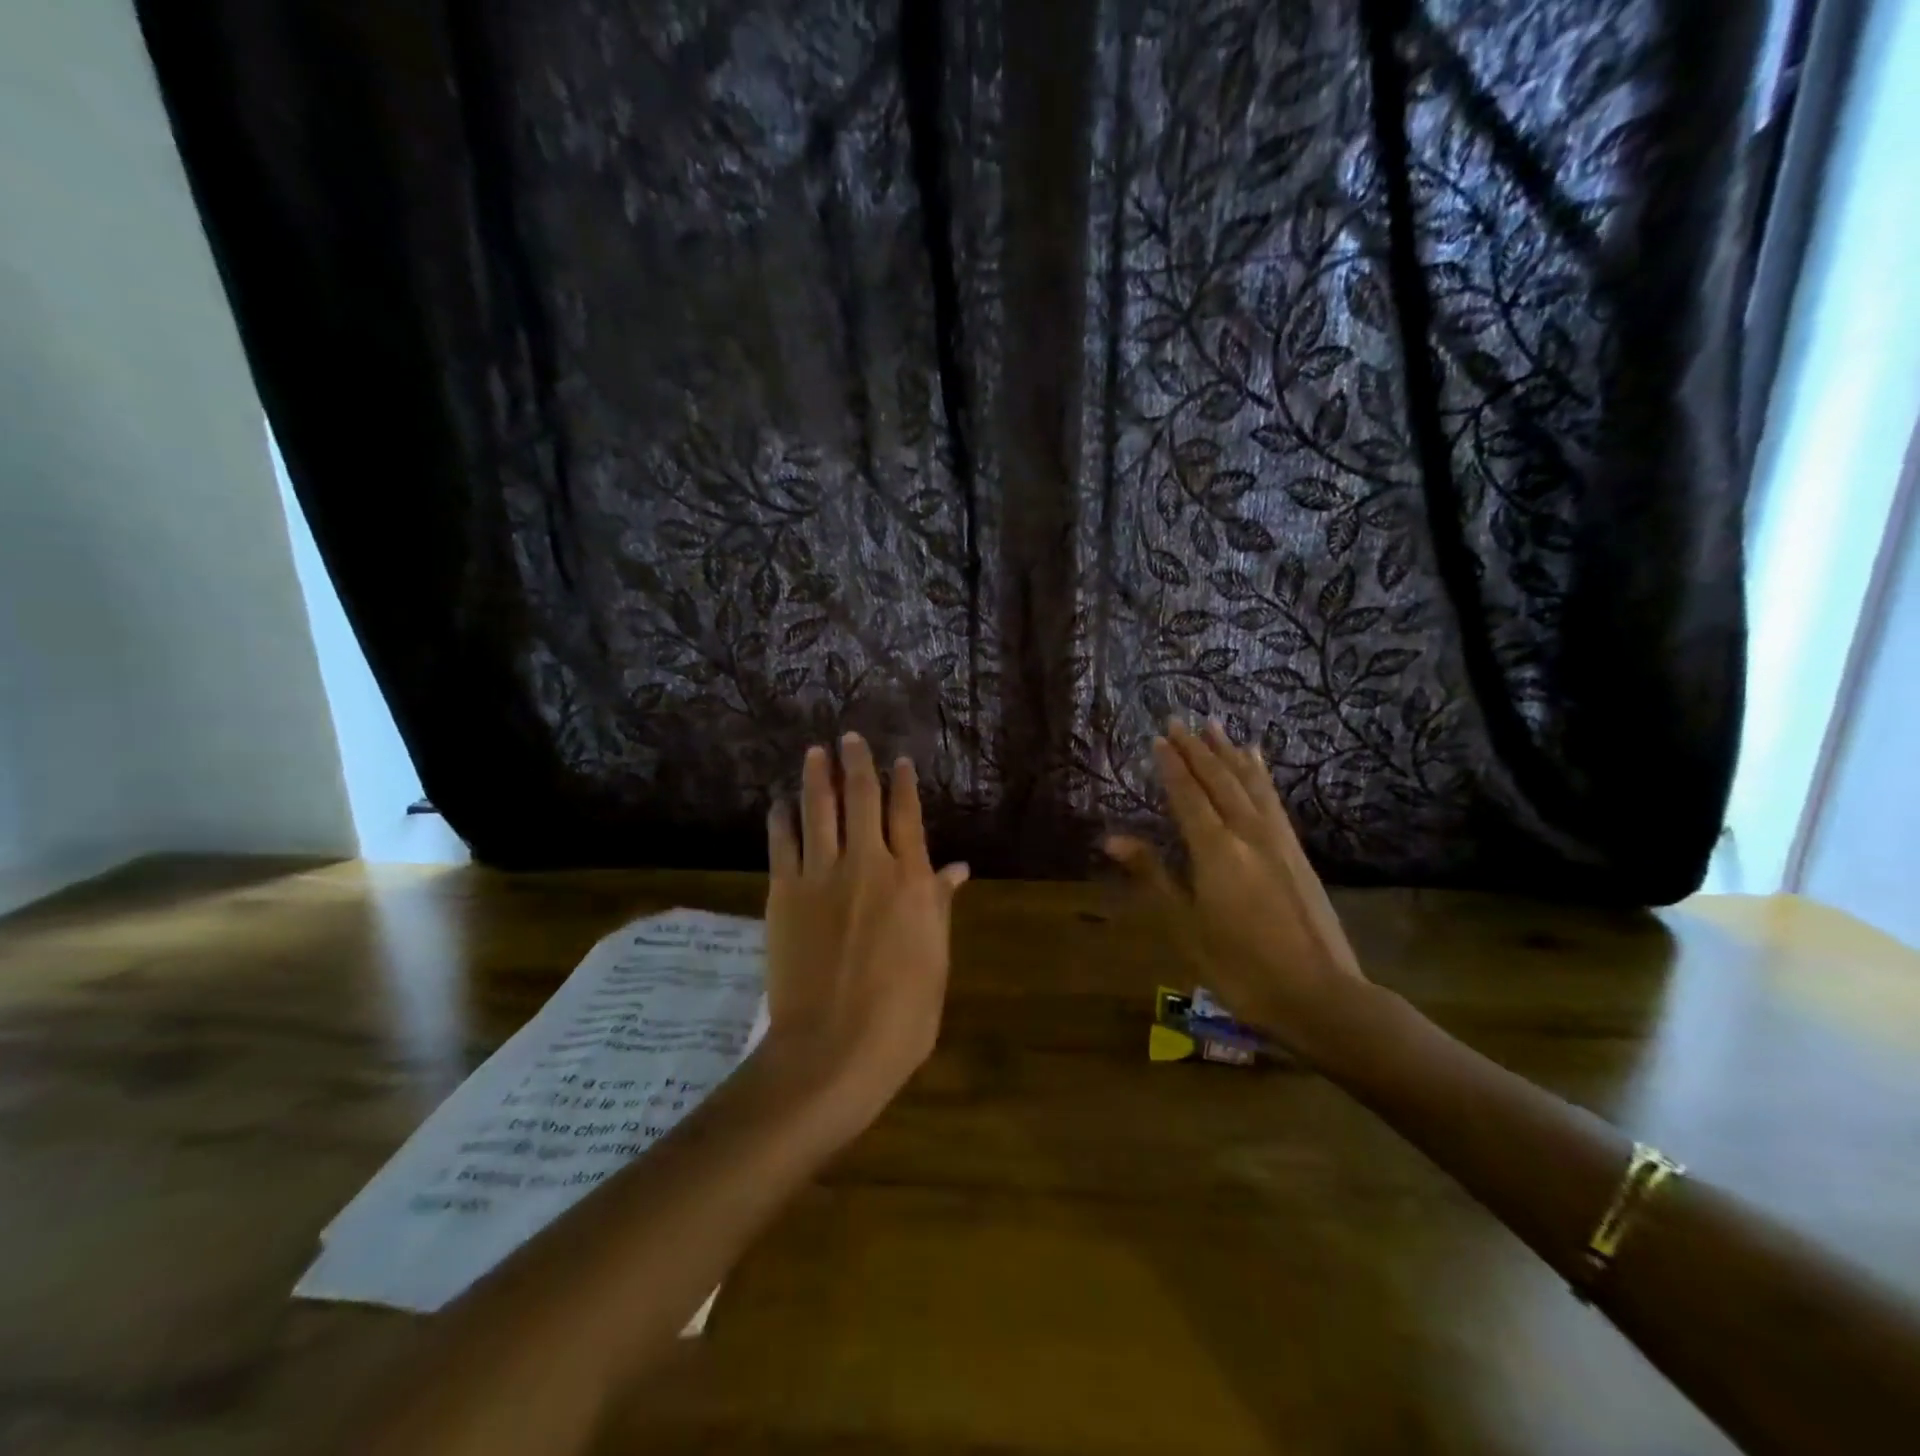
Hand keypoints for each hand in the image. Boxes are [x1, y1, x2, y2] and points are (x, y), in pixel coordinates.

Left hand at [761, 734, 969, 1136]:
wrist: (834, 1048)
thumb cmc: (902, 1014)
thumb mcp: (935, 960)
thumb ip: (939, 906)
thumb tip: (958, 869)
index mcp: (910, 881)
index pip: (907, 816)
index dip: (903, 783)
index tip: (898, 759)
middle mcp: (867, 864)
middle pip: (861, 799)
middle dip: (857, 763)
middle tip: (850, 736)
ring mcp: (821, 876)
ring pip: (818, 810)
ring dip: (816, 777)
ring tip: (815, 752)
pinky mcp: (784, 893)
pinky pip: (782, 844)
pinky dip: (781, 819)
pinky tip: (780, 804)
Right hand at [1104, 719, 1364, 1044]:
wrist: (1321, 995)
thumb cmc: (1241, 967)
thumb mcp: (1186, 927)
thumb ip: (1153, 876)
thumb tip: (1112, 840)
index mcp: (1216, 850)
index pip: (1188, 795)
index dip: (1171, 766)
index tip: (1157, 738)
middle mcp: (1248, 833)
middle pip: (1218, 780)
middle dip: (1196, 749)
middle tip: (1178, 721)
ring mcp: (1278, 839)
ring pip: (1249, 783)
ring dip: (1228, 752)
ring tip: (1215, 725)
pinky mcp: (1297, 851)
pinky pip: (1273, 798)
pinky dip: (1260, 774)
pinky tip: (1257, 761)